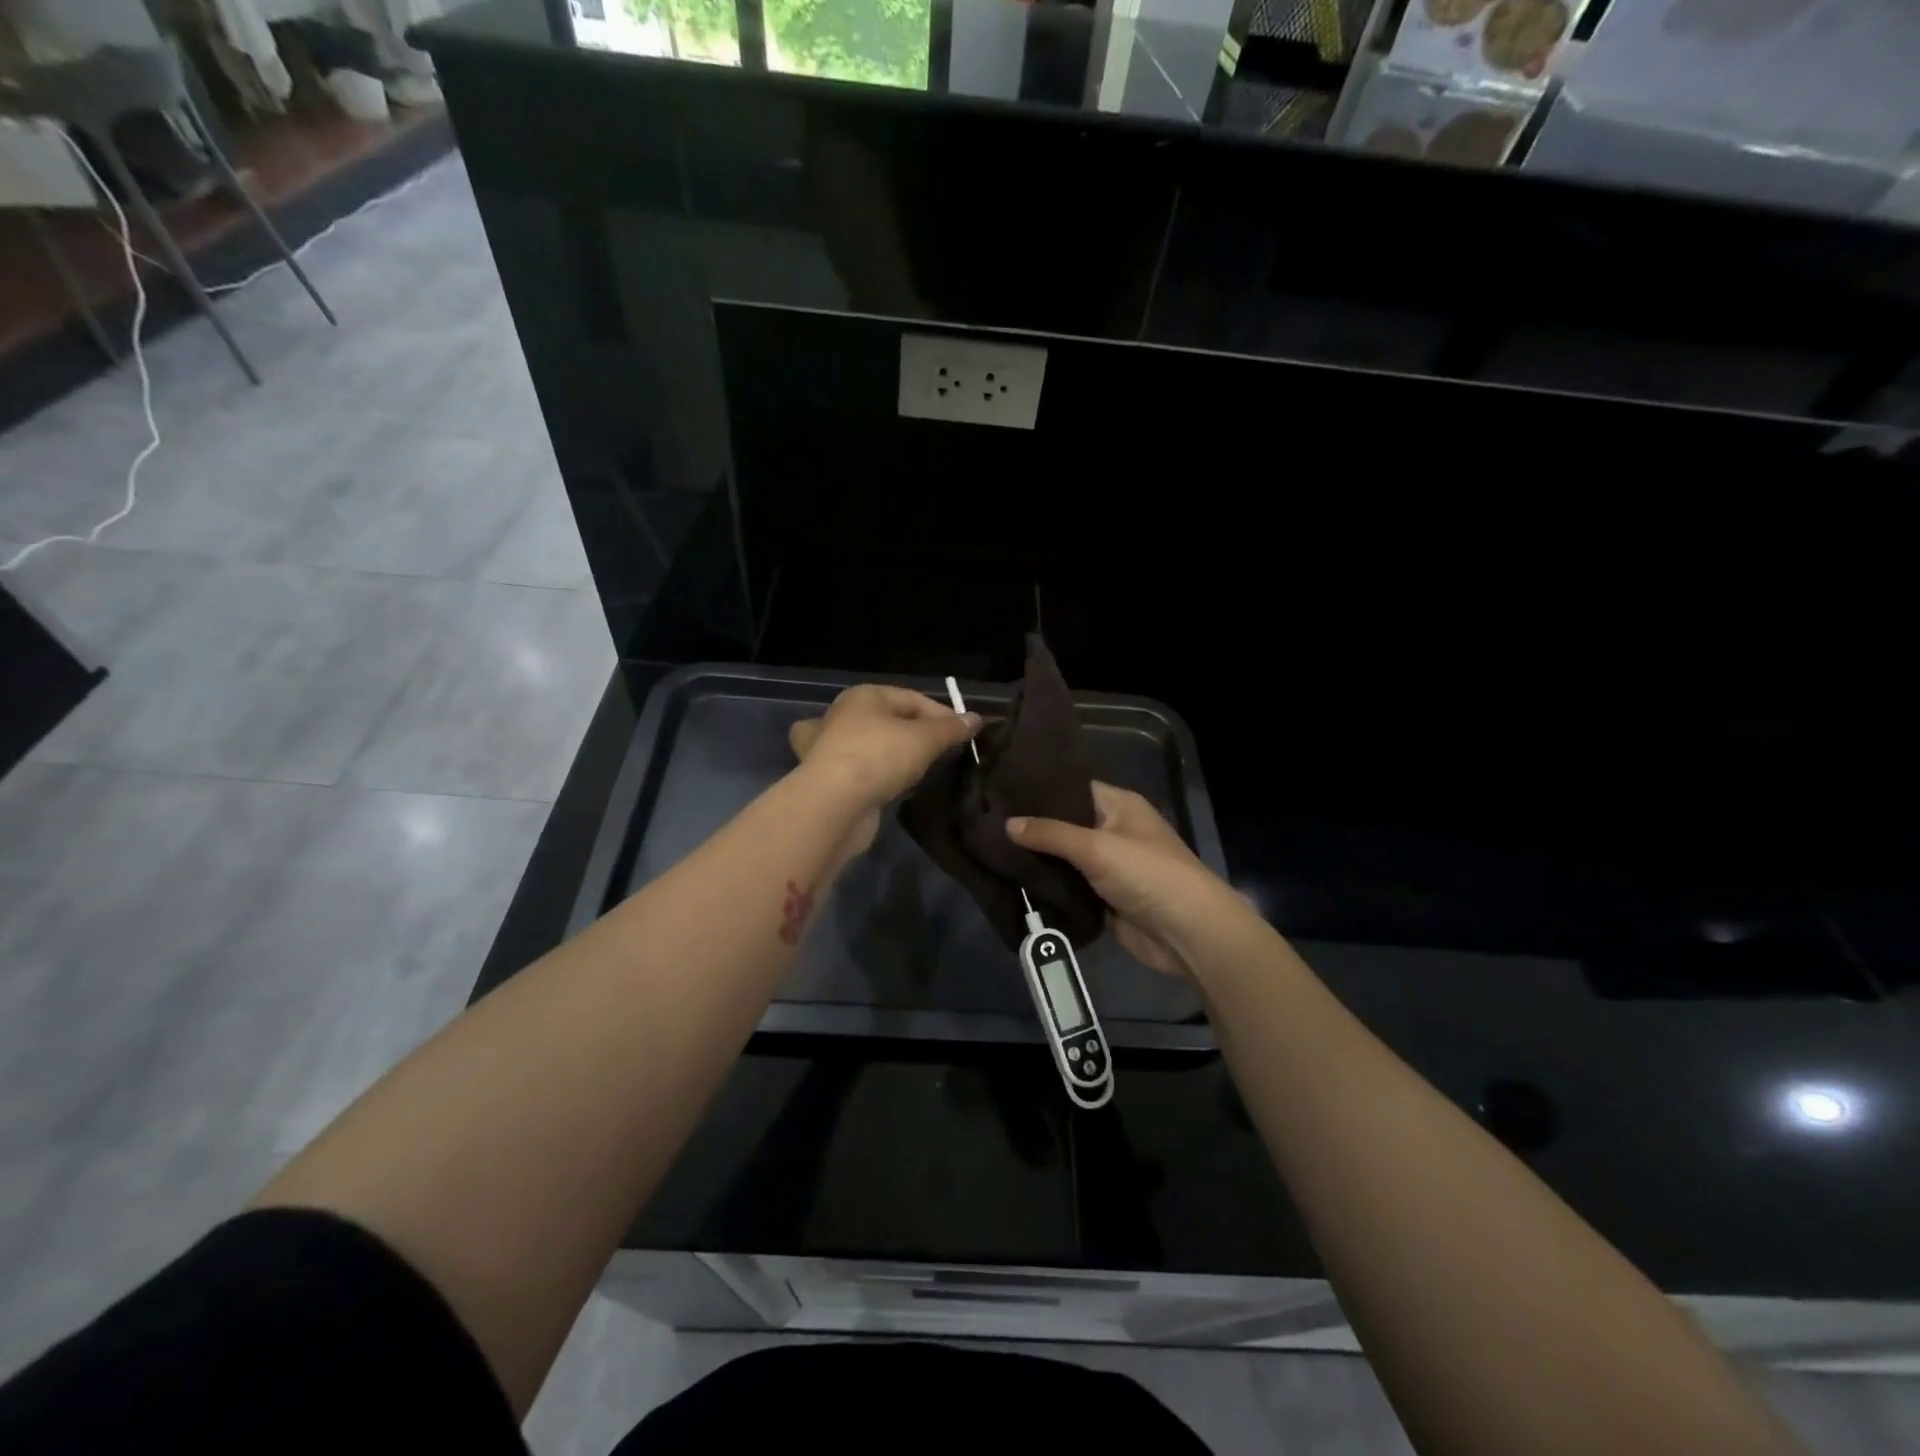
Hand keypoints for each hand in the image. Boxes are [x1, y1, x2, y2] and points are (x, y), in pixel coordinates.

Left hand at [789, 685, 980, 855]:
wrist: (833, 805)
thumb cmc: (880, 757)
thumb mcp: (924, 739)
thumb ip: (951, 729)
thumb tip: (975, 719)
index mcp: (864, 697)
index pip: (912, 699)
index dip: (943, 715)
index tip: (966, 736)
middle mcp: (842, 716)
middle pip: (889, 720)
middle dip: (916, 734)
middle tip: (943, 753)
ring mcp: (828, 748)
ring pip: (869, 745)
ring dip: (891, 755)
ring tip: (917, 769)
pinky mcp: (826, 779)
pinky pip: (860, 771)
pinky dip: (876, 777)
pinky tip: (890, 788)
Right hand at [1007, 783, 1241, 975]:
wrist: (1187, 933)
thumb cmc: (1148, 874)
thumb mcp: (1097, 847)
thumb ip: (1050, 834)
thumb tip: (1006, 824)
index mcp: (1119, 805)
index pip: (1072, 788)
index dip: (1039, 789)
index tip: (1000, 789)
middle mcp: (1112, 830)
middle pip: (1065, 824)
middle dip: (1032, 828)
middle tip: (986, 822)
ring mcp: (1107, 866)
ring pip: (1064, 858)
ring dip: (1037, 860)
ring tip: (989, 849)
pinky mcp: (1102, 898)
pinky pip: (1068, 887)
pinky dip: (1047, 887)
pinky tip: (1011, 881)